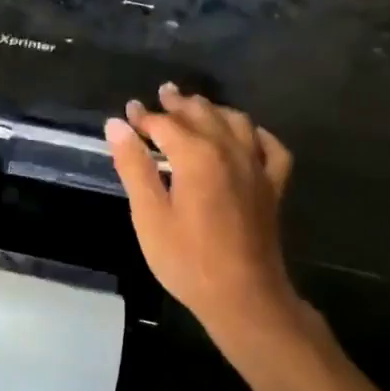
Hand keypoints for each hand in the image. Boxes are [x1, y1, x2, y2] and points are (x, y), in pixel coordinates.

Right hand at [105, 84, 299, 337]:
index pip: (165, 124)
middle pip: (202, 115)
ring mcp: (256, 167)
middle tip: (162, 95)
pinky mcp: (273, 186)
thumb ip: (134, 166)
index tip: (128, 112)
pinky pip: (270, 147)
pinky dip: (255, 134)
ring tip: (197, 107)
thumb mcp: (149, 215)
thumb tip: (116, 125)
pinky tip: (247, 135)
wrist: (243, 295)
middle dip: (179, 104)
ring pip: (236, 122)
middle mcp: (229, 150)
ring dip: (213, 110)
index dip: (144, 117)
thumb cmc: (187, 259)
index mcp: (196, 156)